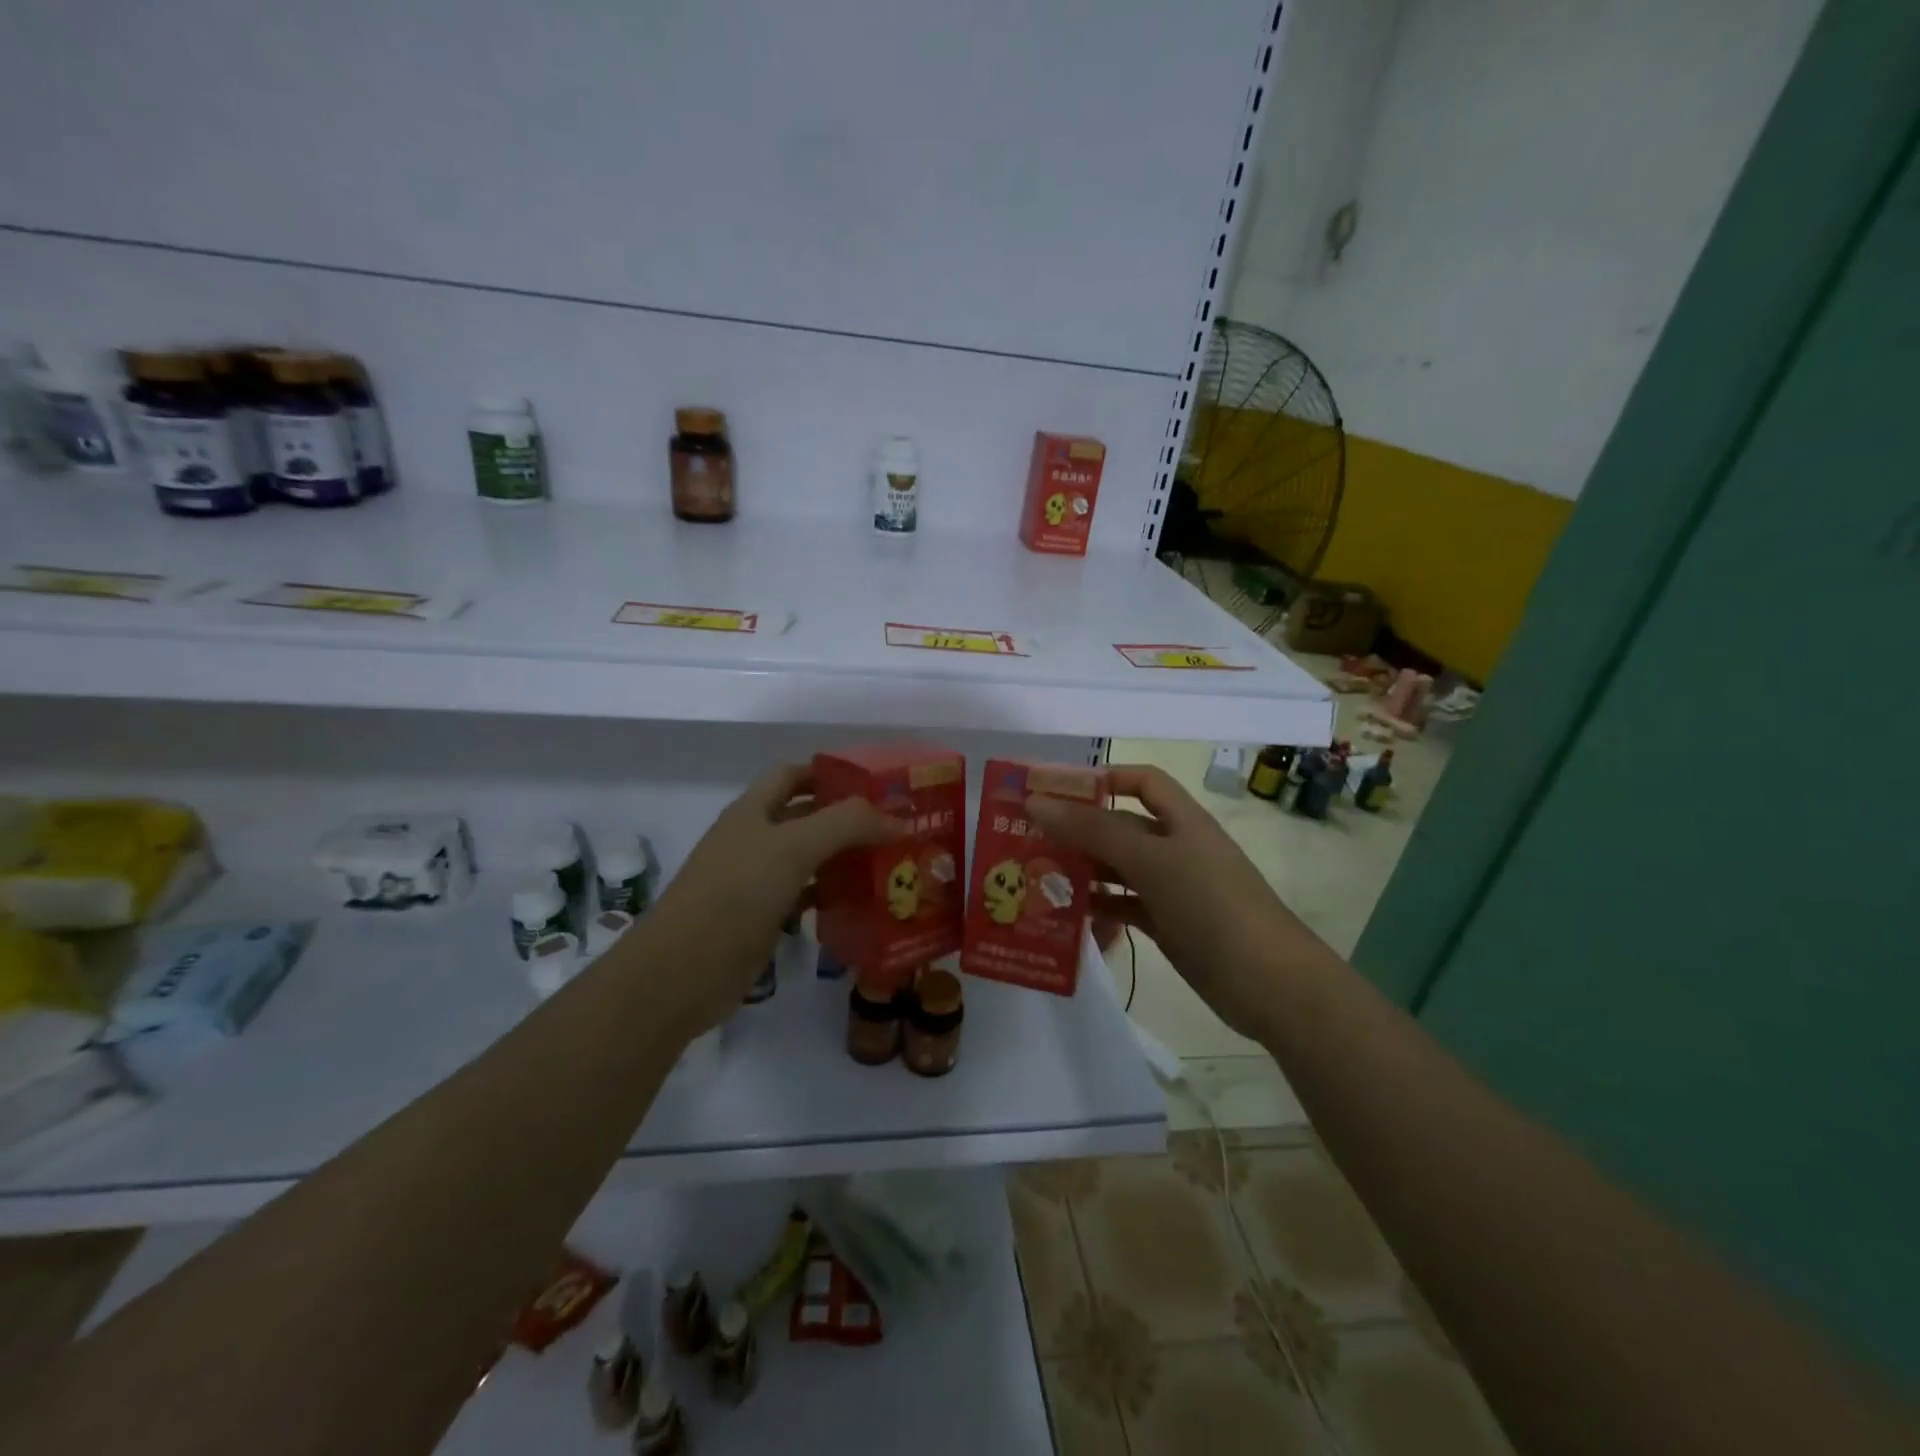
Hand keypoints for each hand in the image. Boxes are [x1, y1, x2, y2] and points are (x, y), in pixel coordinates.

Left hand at [641, 764, 904, 1036]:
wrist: (681, 973)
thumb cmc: (735, 894)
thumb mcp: (793, 848)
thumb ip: (847, 824)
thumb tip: (898, 819)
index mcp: (753, 810)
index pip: (795, 774)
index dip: (832, 773)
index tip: (877, 784)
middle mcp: (754, 839)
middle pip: (807, 817)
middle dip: (848, 818)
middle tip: (897, 826)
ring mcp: (756, 881)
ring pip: (810, 858)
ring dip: (845, 858)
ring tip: (891, 863)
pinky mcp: (763, 918)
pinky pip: (806, 896)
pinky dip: (832, 895)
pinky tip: (863, 903)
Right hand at [1027, 764, 1331, 1043]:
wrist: (1270, 984)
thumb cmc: (1211, 905)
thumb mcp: (1151, 861)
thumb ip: (1093, 831)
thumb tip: (1037, 802)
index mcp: (1182, 820)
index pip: (1142, 781)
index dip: (1105, 778)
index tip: (1058, 791)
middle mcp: (1176, 847)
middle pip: (1122, 826)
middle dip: (1079, 829)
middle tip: (1027, 839)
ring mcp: (1173, 888)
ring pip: (1119, 868)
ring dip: (1083, 870)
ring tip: (1036, 876)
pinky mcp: (1168, 924)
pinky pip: (1125, 906)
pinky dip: (1099, 907)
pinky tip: (1067, 914)